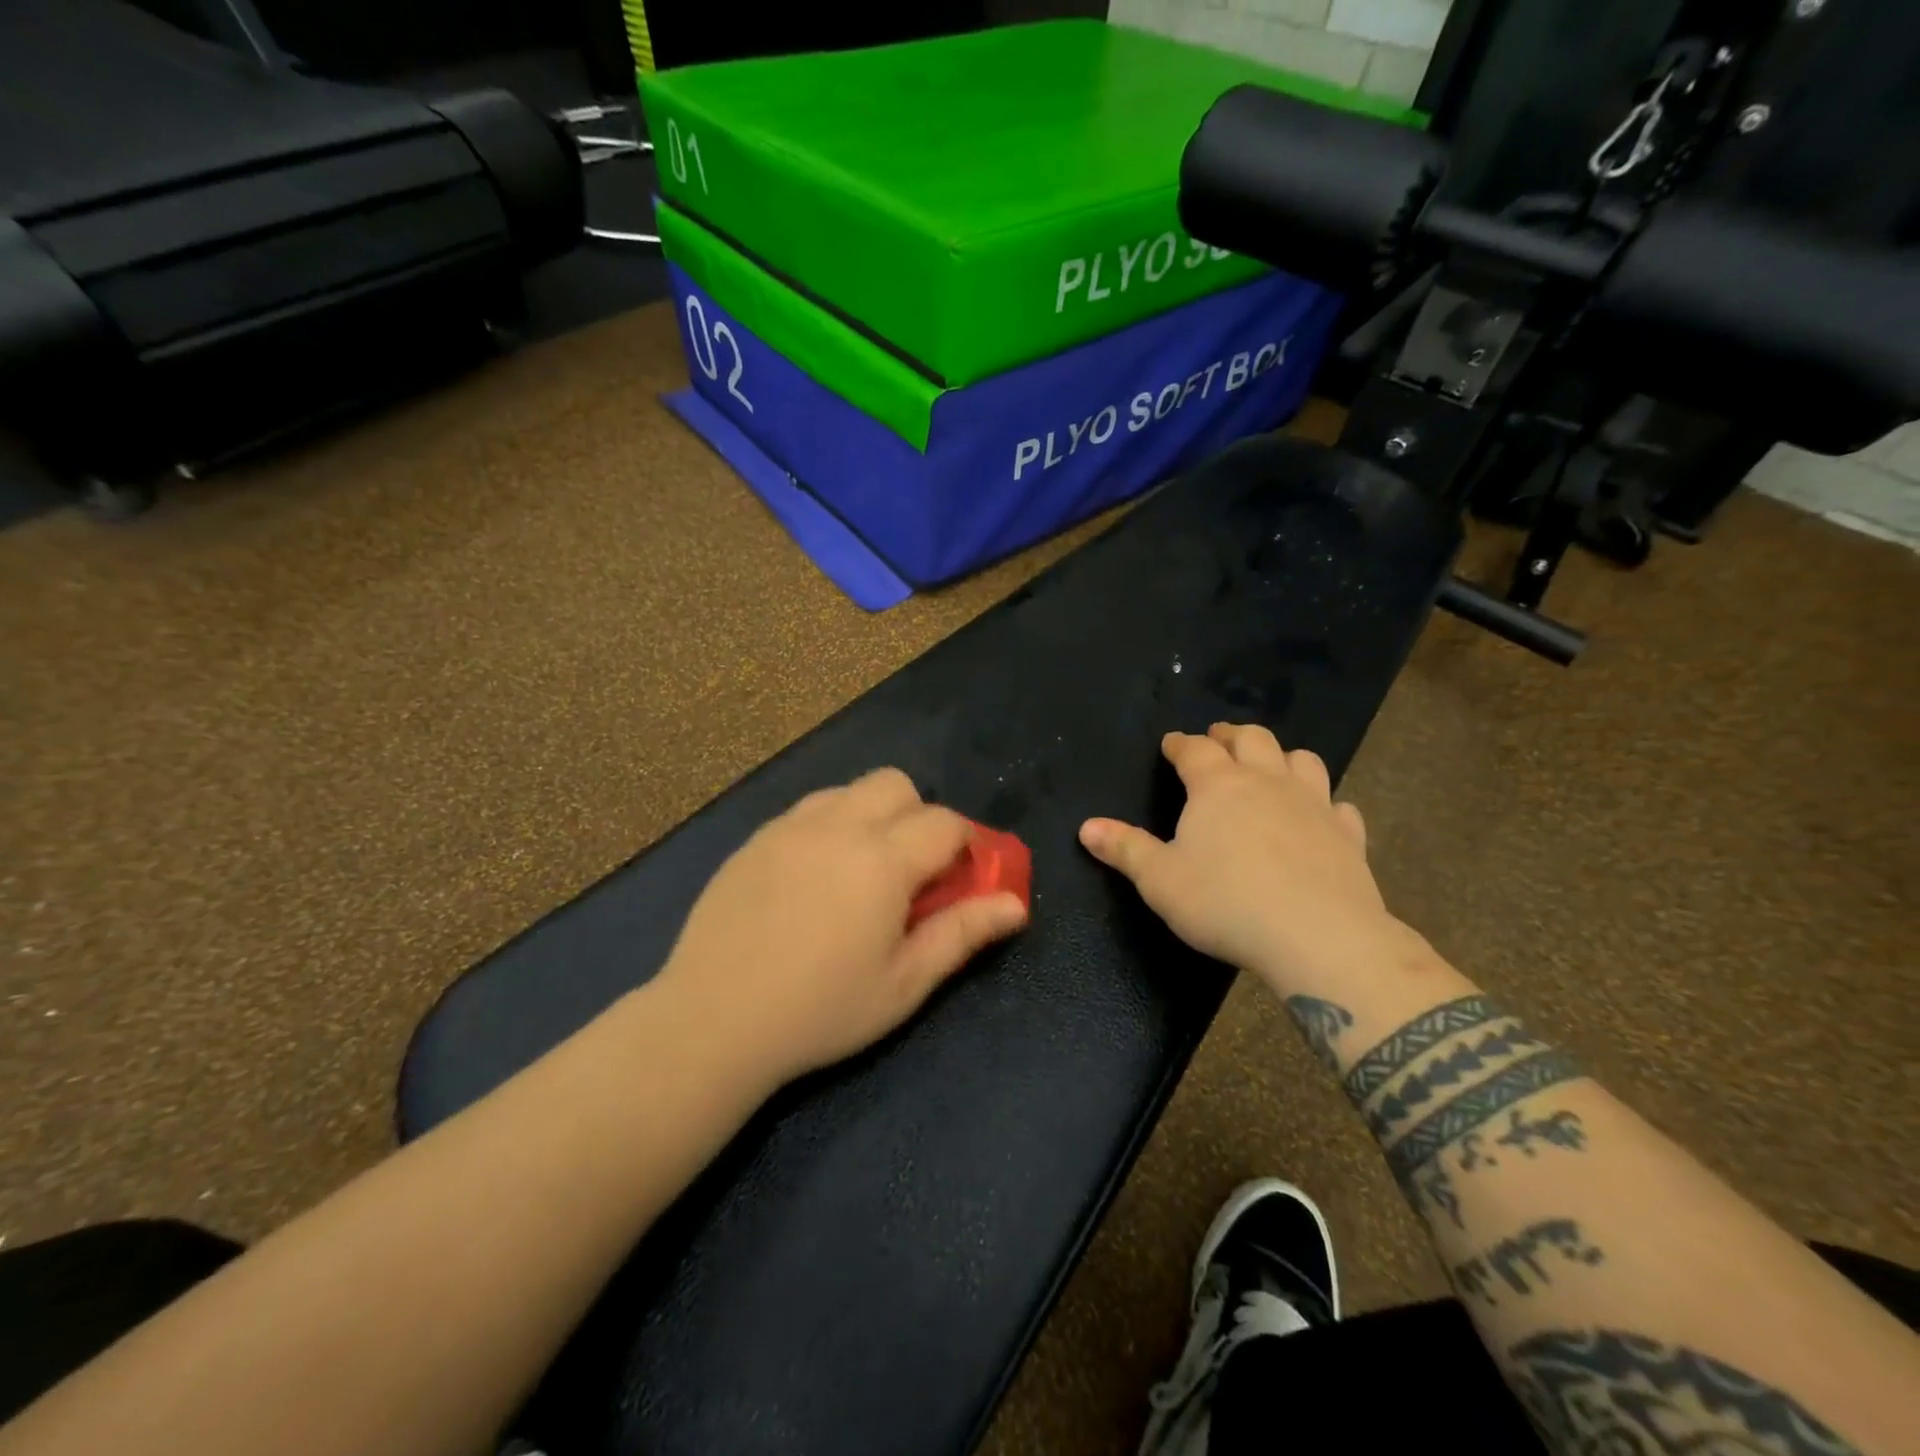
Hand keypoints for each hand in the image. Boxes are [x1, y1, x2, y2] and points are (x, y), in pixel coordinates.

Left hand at [655, 769, 1027, 1087]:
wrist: (713, 1020)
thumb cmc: (821, 1010)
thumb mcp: (904, 983)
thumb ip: (962, 934)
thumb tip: (1015, 904)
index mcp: (882, 859)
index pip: (945, 822)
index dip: (966, 844)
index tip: (961, 879)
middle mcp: (838, 825)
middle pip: (897, 784)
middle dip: (918, 816)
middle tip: (910, 872)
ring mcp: (790, 827)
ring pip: (849, 790)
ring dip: (872, 816)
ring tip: (861, 872)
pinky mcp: (755, 839)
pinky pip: (808, 810)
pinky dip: (829, 827)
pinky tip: (814, 878)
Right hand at [1079, 724, 1400, 992]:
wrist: (1318, 936)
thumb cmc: (1226, 903)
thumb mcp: (1160, 881)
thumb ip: (1125, 849)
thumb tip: (1086, 827)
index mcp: (1218, 786)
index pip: (1194, 750)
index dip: (1180, 744)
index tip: (1171, 743)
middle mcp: (1267, 782)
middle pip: (1252, 739)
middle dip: (1231, 735)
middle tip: (1219, 739)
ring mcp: (1314, 805)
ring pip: (1302, 760)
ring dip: (1282, 756)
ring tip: (1270, 765)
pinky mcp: (1349, 836)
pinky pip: (1339, 806)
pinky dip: (1326, 803)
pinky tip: (1321, 815)